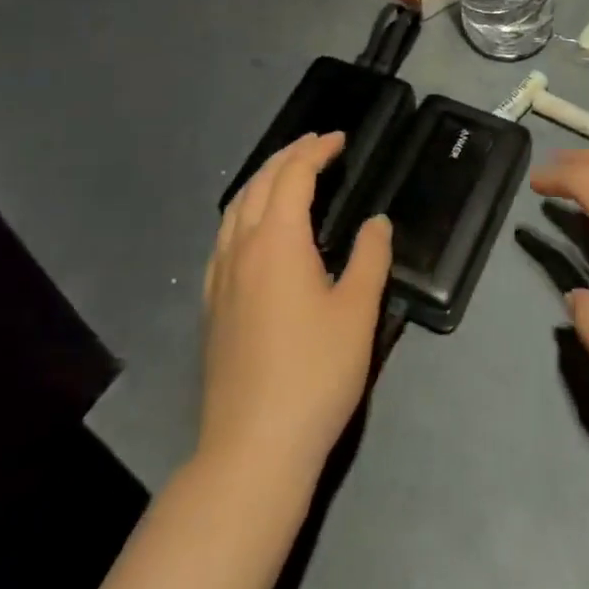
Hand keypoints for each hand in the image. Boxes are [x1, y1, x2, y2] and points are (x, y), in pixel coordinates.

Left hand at [200, 132, 392, 485]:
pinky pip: (224, 235)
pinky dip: (244, 211)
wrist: (251, 449)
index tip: (340, 139)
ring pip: (236, 207)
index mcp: (277, 240)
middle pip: (260, 182)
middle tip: (316, 144)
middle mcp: (242, 247)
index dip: (317, 151)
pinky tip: (253, 229)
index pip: (294, 175)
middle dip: (288, 155)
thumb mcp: (357, 313)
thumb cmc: (313, 375)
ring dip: (262, 179)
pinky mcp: (212, 305)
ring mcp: (221, 277)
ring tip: (285, 173)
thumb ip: (370, 258)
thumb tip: (376, 222)